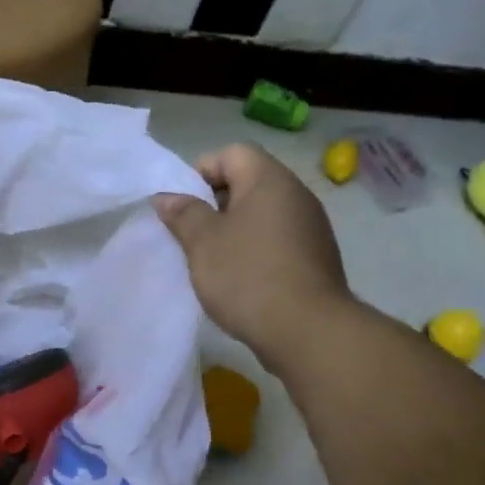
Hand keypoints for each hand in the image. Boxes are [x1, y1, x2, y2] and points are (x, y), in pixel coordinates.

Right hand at [155, 143, 350, 372]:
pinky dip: (256, 250)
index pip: (231, 153)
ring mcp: (311, 227)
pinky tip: (242, 280)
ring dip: (235, 230)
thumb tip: (167, 196)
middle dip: (215, 203)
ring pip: (263, 214)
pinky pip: (278, 239)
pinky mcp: (317, 257)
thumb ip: (183, 214)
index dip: (201, 172)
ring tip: (213, 261)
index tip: (183, 207)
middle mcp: (296, 194)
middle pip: (248, 181)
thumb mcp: (203, 243)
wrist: (307, 331)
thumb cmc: (248, 276)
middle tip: (193, 235)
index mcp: (269, 180)